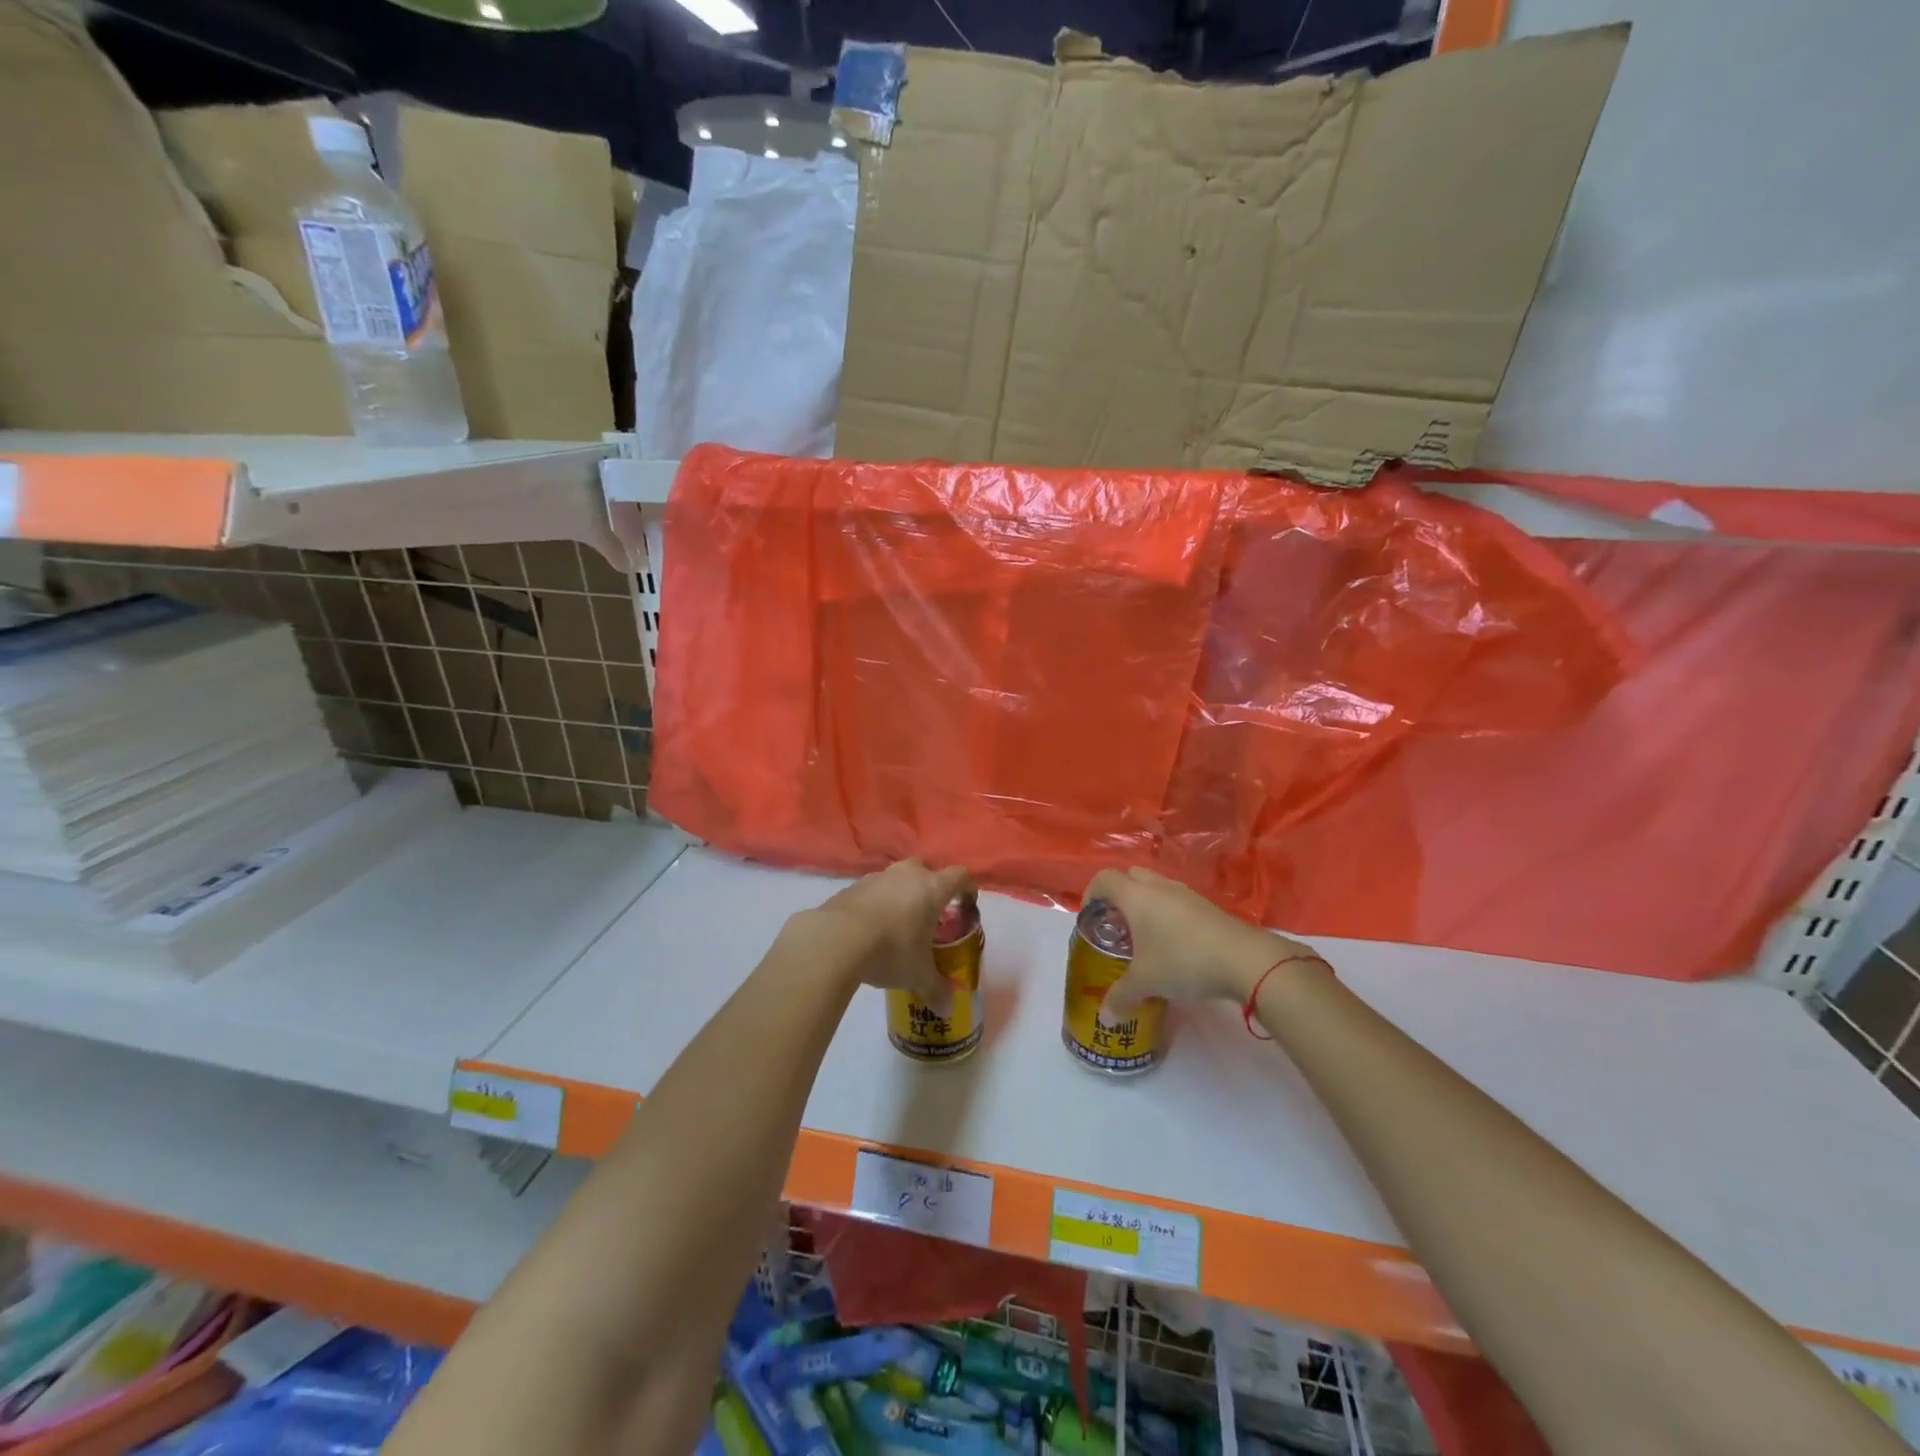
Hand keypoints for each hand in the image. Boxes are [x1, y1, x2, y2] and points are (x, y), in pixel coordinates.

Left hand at [812, 860, 974, 1005]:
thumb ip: (935, 989)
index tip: (967, 904)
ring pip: (896, 877)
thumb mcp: (918, 975)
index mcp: (932, 889)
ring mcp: (877, 877)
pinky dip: (875, 903)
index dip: (967, 888)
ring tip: (897, 923)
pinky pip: (871, 890)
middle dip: (930, 885)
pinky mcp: (851, 887)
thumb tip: (948, 1009)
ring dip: (900, 893)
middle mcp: (907, 875)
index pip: (959, 876)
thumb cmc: (891, 950)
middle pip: (926, 868)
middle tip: (929, 912)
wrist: (836, 939)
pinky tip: (869, 928)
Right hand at [1087, 867, 1316, 1015]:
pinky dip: (1167, 915)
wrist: (1244, 959)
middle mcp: (1159, 887)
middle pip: (1130, 877)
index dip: (1092, 893)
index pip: (1104, 879)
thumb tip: (1105, 1018)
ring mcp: (1186, 894)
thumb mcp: (1146, 982)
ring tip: (1144, 938)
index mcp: (1136, 896)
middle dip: (1119, 896)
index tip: (1091, 917)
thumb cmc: (1182, 960)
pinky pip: (1177, 902)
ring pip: (1156, 888)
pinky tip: (1173, 945)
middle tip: (1116, 925)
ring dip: (1145, 905)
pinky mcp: (1208, 906)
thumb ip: (1121, 997)